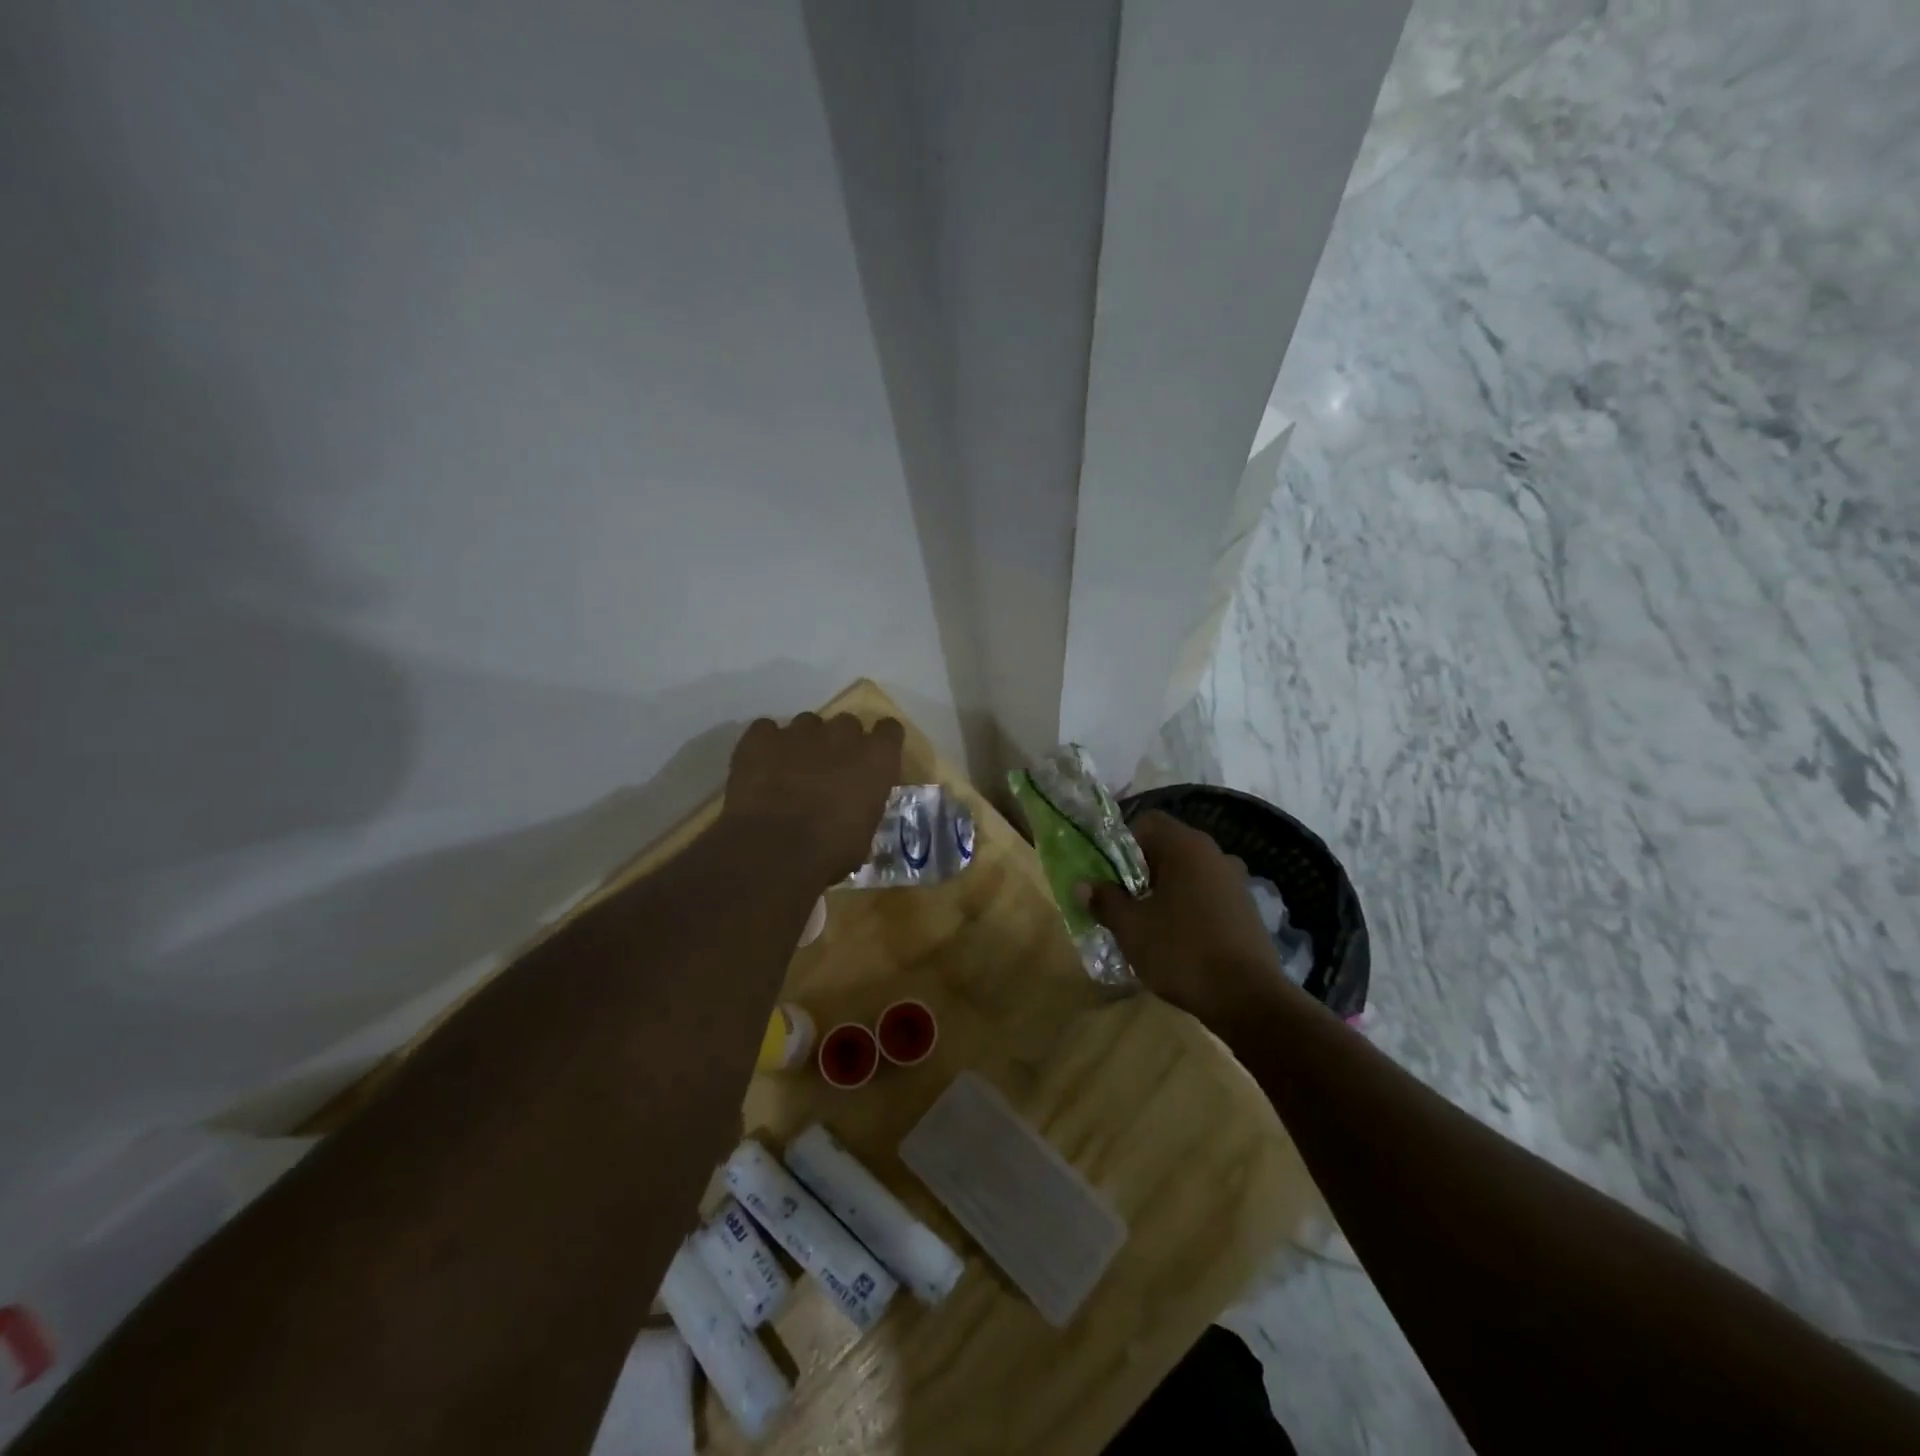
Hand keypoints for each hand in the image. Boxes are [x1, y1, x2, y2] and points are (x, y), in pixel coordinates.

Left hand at [721, 713, 904, 885]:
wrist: (773, 849)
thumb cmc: (830, 851)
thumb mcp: (863, 835)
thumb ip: (863, 808)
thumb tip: (855, 810)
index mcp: (876, 758)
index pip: (889, 730)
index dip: (881, 742)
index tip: (873, 759)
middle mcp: (841, 735)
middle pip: (847, 724)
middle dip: (841, 743)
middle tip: (830, 770)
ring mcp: (799, 731)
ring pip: (807, 724)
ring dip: (805, 742)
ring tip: (791, 770)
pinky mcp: (761, 737)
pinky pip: (767, 730)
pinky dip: (766, 744)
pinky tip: (761, 767)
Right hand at [1079, 810, 1295, 1032]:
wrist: (1248, 998)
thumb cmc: (1181, 951)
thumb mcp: (1130, 927)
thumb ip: (1104, 900)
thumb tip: (1082, 884)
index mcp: (1185, 846)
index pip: (1146, 822)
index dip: (1121, 844)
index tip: (1107, 875)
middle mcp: (1214, 853)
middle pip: (1167, 848)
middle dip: (1140, 871)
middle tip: (1121, 901)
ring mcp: (1235, 881)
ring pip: (1188, 873)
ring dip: (1165, 890)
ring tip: (1147, 923)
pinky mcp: (1246, 909)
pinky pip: (1207, 895)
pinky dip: (1188, 908)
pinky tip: (1178, 940)